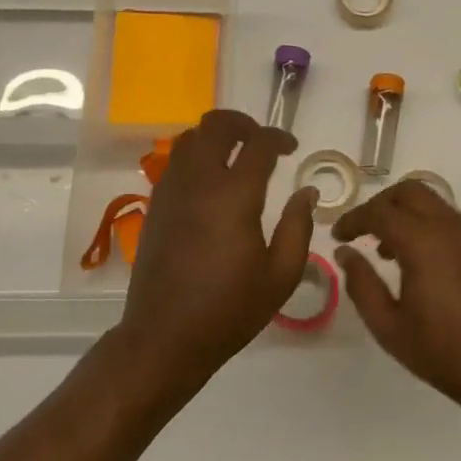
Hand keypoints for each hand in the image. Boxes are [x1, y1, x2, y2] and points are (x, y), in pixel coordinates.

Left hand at [118, 109, 316, 389]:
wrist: (164, 337)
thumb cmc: (229, 310)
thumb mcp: (280, 275)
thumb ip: (298, 227)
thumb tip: (306, 193)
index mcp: (234, 196)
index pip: (258, 143)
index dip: (279, 137)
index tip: (291, 148)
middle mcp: (199, 182)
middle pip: (215, 125)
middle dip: (243, 123)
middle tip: (261, 142)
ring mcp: (171, 191)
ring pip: (189, 139)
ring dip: (215, 138)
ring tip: (235, 157)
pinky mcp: (155, 206)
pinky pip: (174, 163)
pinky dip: (195, 157)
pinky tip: (210, 184)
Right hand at [332, 180, 460, 411]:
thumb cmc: (443, 353)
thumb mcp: (388, 326)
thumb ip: (362, 284)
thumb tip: (346, 254)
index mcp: (424, 244)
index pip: (380, 211)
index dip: (354, 219)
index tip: (338, 236)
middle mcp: (452, 229)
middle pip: (410, 191)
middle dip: (381, 204)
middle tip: (362, 231)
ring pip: (435, 204)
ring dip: (406, 215)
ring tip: (388, 252)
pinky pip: (453, 223)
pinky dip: (429, 228)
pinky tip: (422, 264)